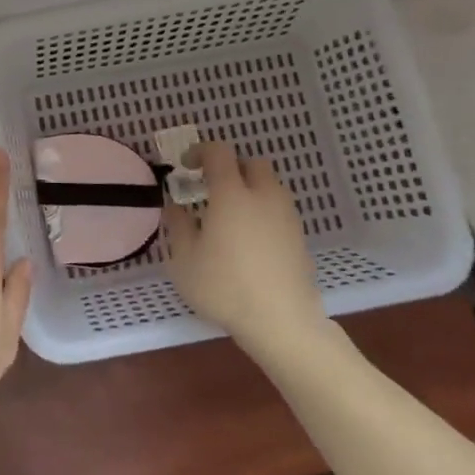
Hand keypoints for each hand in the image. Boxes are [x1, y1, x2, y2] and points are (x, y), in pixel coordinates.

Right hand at [165, 142, 326, 348]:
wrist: (282, 322)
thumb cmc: (225, 287)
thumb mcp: (184, 260)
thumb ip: (177, 226)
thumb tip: (174, 206)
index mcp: (232, 194)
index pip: (219, 153)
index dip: (200, 151)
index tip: (186, 166)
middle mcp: (263, 196)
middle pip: (252, 164)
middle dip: (231, 168)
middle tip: (212, 189)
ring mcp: (286, 217)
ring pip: (270, 186)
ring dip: (250, 189)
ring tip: (231, 216)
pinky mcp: (300, 238)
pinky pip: (279, 210)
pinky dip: (263, 212)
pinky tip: (250, 240)